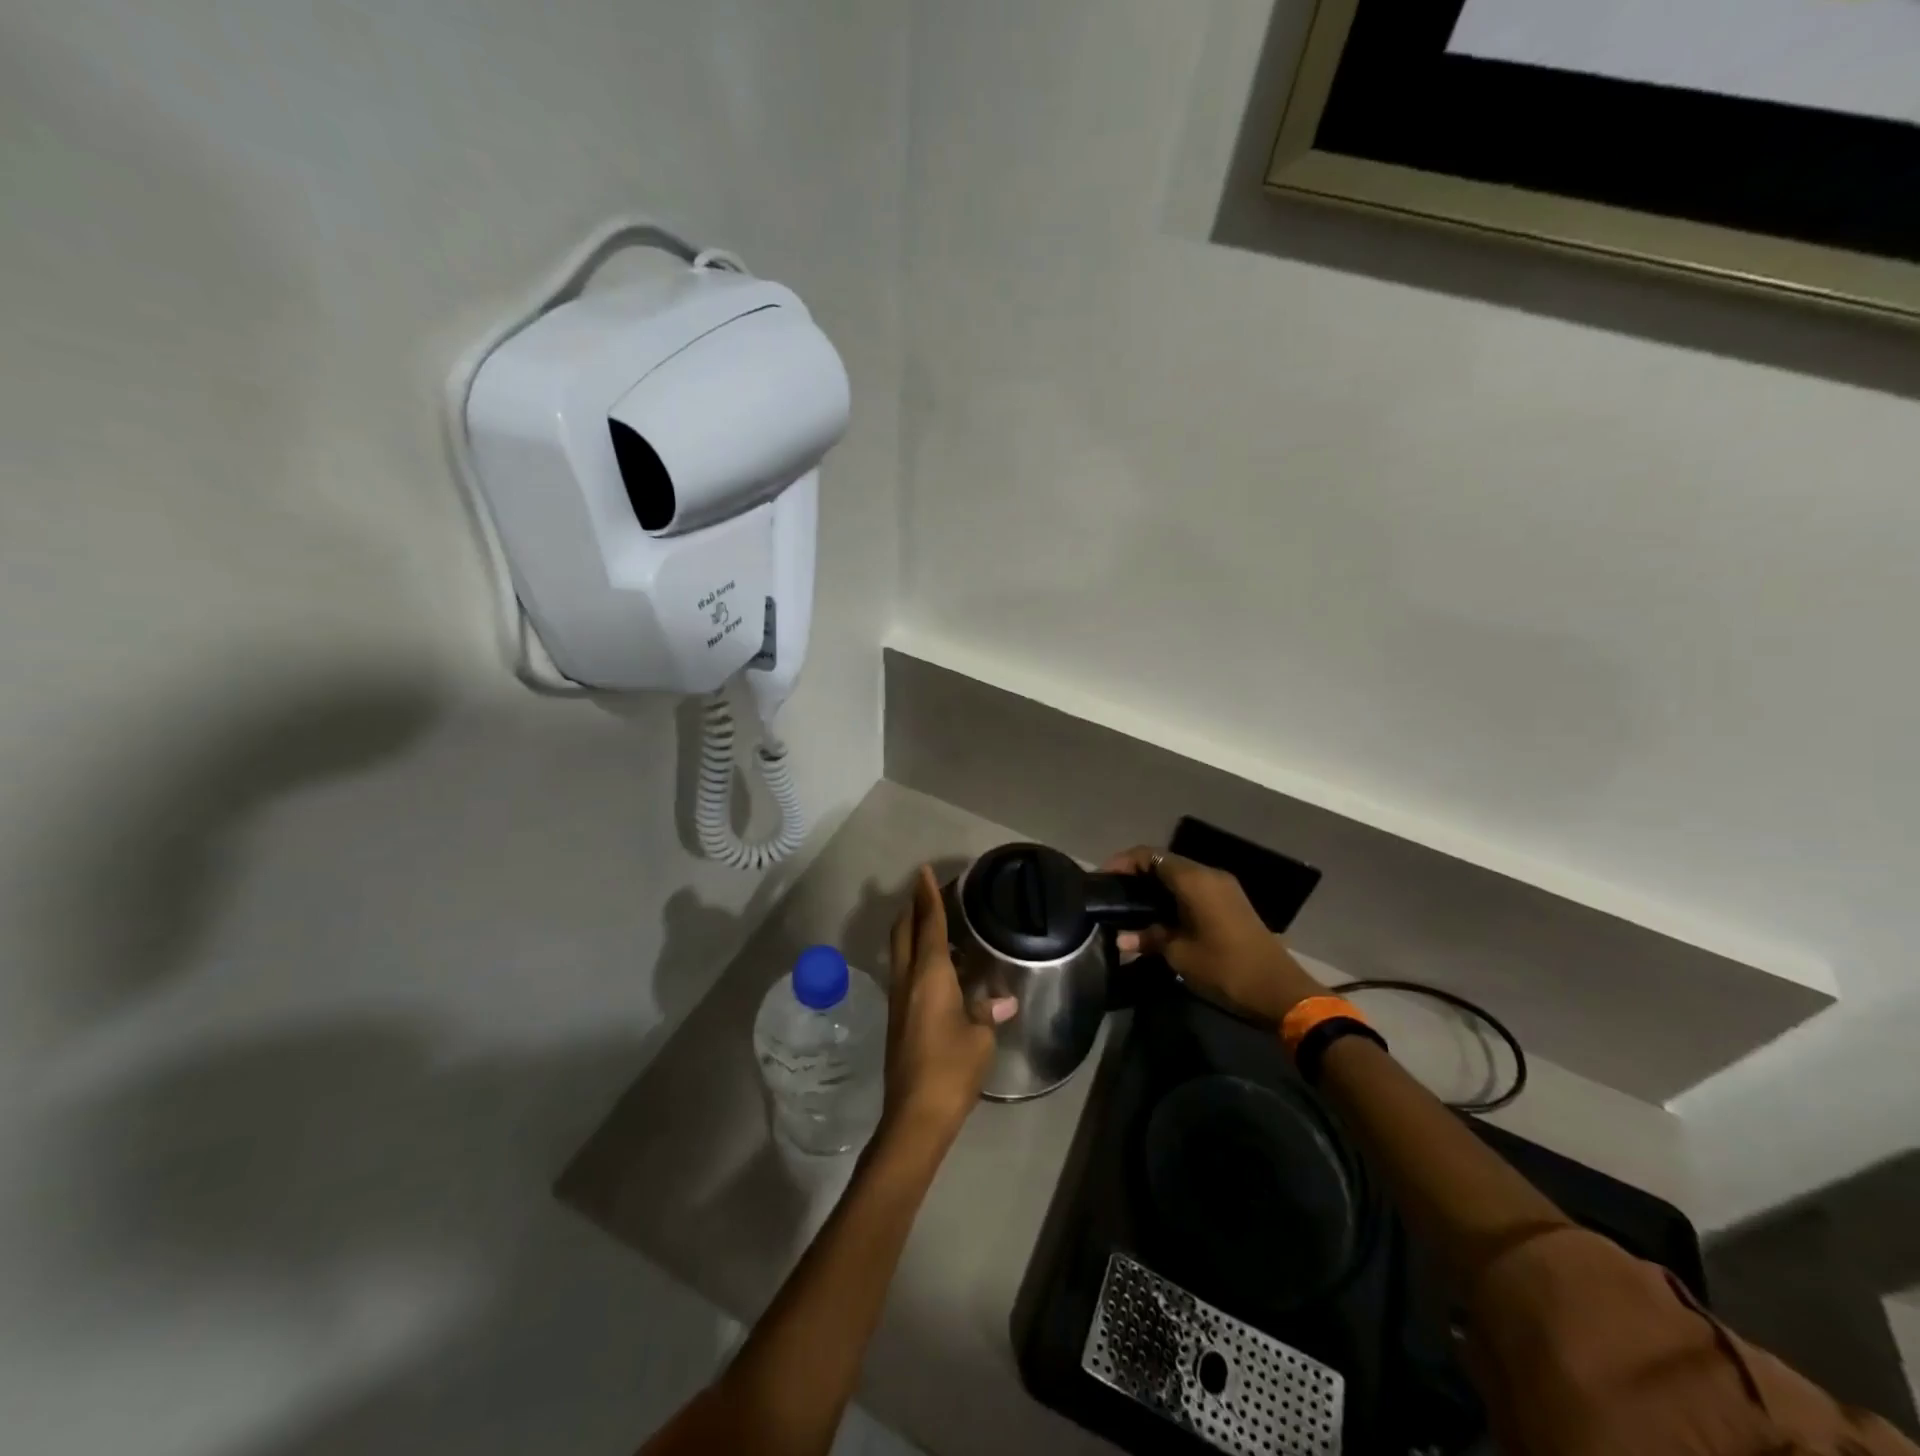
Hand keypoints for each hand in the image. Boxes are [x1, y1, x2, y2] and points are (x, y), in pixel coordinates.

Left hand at [882, 866, 1017, 1147]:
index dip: (928, 896)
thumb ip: (987, 1010)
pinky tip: (935, 966)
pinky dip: (915, 955)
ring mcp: (898, 999)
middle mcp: (908, 979)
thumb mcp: (980, 1038)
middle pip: (904, 931)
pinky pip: (904, 971)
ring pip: (900, 951)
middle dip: (912, 907)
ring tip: (932, 922)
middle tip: (925, 890)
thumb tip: (1001, 998)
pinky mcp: (897, 1017)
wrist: (914, 1115)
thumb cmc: (951, 1069)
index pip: (929, 924)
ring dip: (911, 930)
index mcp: (929, 975)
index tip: (924, 872)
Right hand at [1103, 846, 1325, 1023]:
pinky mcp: (1230, 902)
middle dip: (1136, 874)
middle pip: (1164, 862)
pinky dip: (1172, 895)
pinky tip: (1158, 916)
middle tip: (1113, 894)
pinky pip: (1193, 888)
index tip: (1102, 880)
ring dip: (1154, 886)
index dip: (1122, 863)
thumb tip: (1121, 937)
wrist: (1279, 991)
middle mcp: (1209, 875)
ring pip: (1179, 875)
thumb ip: (1148, 938)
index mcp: (1194, 880)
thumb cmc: (1224, 968)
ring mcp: (1223, 888)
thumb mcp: (1179, 954)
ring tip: (1130, 906)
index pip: (1148, 855)